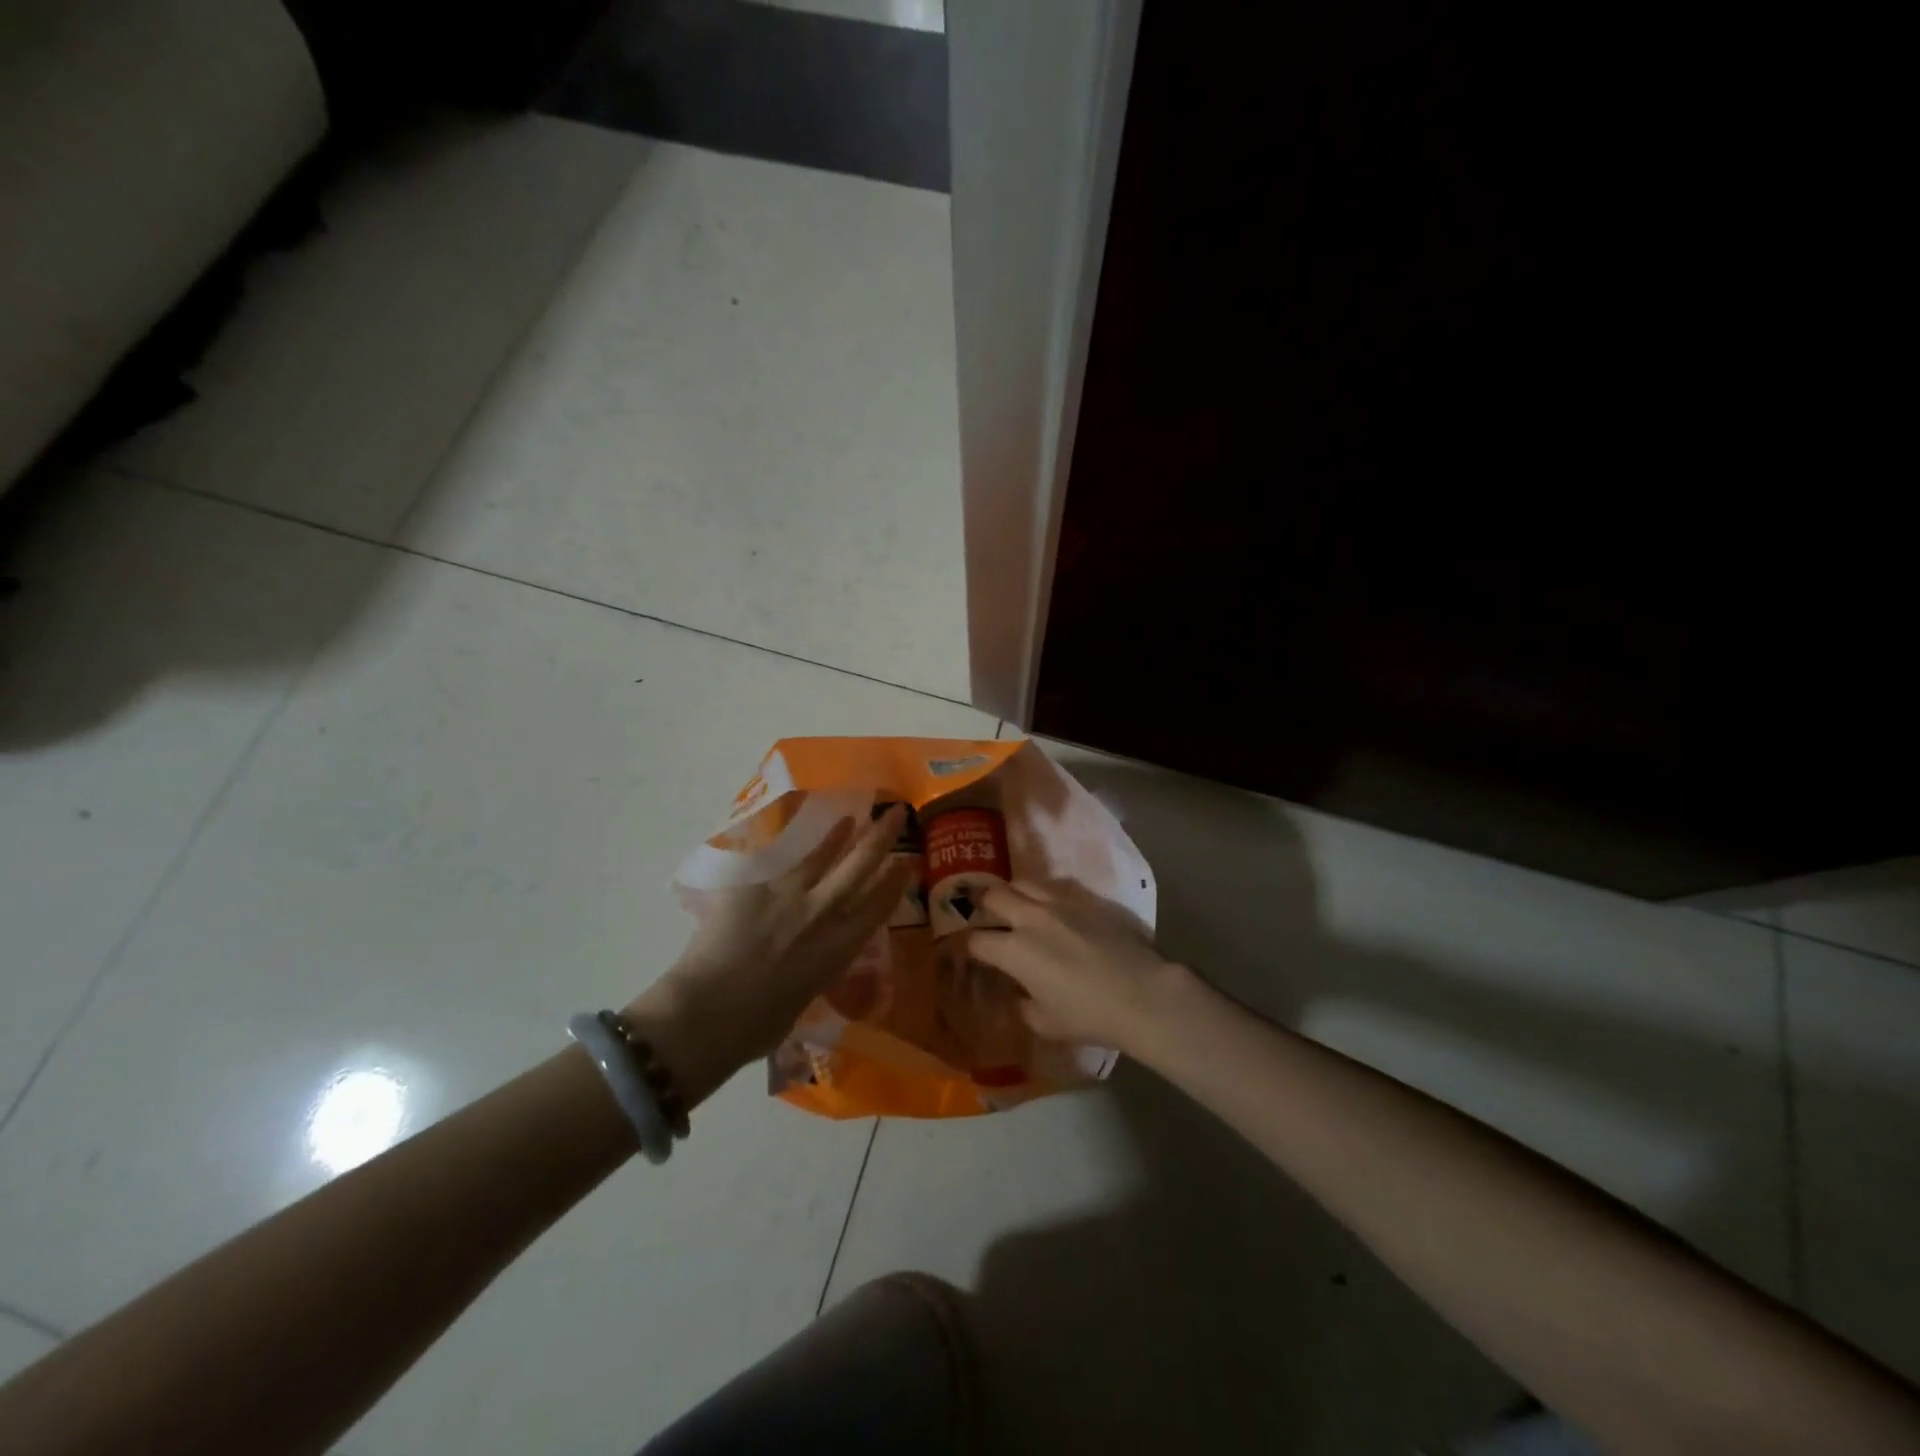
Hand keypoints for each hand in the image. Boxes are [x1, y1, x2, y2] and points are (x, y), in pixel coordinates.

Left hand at [627, 804, 910, 1097]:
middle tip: (895, 812)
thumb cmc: (758, 1026)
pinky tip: (793, 835)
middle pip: (859, 866)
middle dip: (881, 837)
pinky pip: (777, 861)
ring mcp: (788, 896)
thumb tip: (809, 962)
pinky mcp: (755, 887)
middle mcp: (822, 914)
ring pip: (822, 856)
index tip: (908, 862)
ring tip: (851, 818)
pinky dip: (790, 848)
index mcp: (839, 948)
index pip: (878, 906)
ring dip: (839, 836)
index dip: (895, 882)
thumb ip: (814, 970)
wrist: (711, 1012)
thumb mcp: (804, 999)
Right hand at [964, 880, 1190, 1055]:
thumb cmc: (1089, 1015)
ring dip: (1013, 894)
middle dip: (983, 906)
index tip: (967, 952)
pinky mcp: (1086, 899)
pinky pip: (1055, 887)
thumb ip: (1021, 1004)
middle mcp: (1031, 918)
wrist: (1142, 994)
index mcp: (1014, 950)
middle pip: (993, 896)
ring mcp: (1060, 903)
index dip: (966, 946)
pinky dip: (1044, 895)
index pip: (976, 940)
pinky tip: (1051, 909)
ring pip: (1023, 883)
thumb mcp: (1044, 1023)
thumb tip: (1018, 991)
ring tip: (1016, 907)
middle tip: (986, 918)